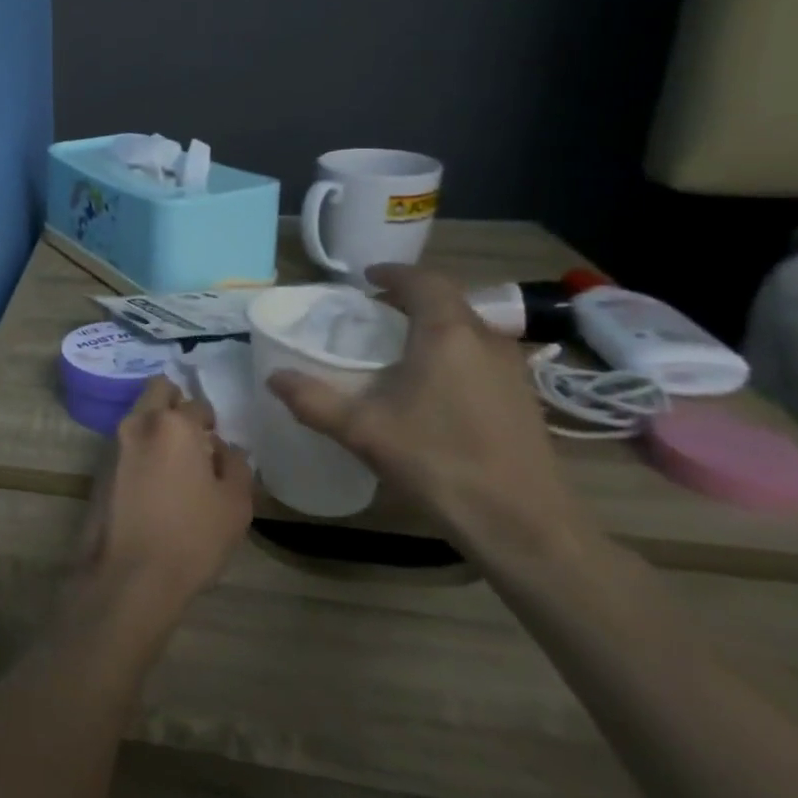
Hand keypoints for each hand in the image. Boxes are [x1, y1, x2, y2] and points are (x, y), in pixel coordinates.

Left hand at [79, 377, 254, 627]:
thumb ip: (235, 465)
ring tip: (178, 462)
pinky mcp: (98, 467)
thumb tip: (226, 448)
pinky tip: (156, 480)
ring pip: (138, 415)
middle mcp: (137, 423)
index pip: (197, 404)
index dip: (211, 422)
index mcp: (172, 424)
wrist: (130, 575)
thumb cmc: (191, 537)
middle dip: (177, 403)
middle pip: (158, 391)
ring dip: (157, 425)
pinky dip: (142, 448)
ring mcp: (112, 443)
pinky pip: (126, 442)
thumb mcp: (235, 504)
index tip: (217, 442)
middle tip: (195, 435)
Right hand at [265, 265, 586, 557]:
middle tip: (373, 312)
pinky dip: (451, 352)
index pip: (423, 281)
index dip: (393, 273)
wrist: (523, 524)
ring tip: (397, 346)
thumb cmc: (438, 461)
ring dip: (432, 326)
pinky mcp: (523, 398)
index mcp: (447, 334)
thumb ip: (312, 400)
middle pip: (447, 301)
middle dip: (410, 298)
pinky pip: (480, 355)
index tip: (366, 278)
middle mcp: (486, 340)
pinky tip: (430, 385)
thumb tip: (274, 376)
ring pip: (467, 329)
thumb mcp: (361, 430)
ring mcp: (511, 370)